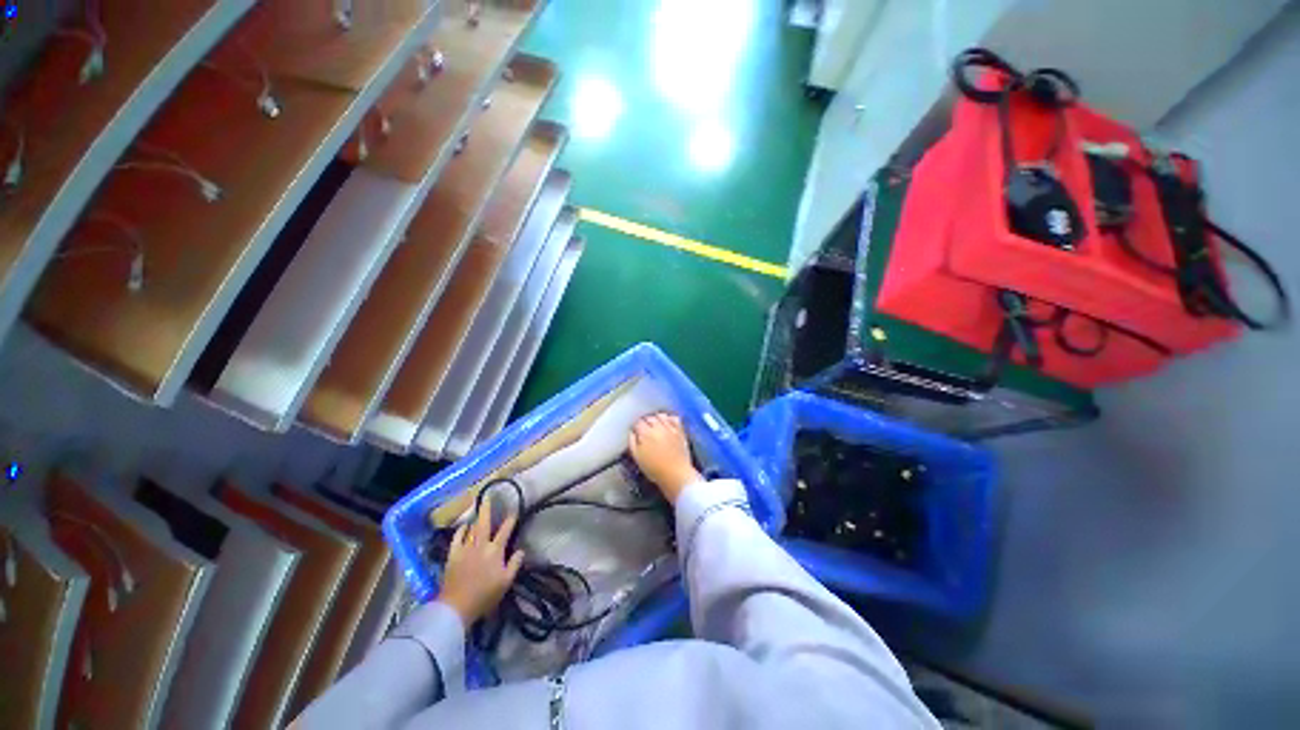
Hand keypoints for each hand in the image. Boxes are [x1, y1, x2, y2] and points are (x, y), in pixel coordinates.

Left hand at [437, 500, 524, 625]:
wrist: (456, 607)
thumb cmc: (485, 595)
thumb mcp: (506, 582)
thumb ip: (515, 564)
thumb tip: (521, 550)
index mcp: (495, 550)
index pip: (505, 530)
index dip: (510, 520)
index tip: (514, 511)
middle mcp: (480, 545)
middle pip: (484, 523)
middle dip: (487, 509)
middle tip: (488, 497)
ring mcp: (465, 549)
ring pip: (471, 529)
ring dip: (476, 519)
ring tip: (479, 510)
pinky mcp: (453, 555)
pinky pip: (457, 538)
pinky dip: (461, 530)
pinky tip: (464, 526)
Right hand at [629, 413, 701, 503]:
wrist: (676, 474)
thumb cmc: (654, 469)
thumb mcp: (637, 458)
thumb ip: (632, 442)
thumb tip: (632, 432)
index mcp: (645, 433)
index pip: (638, 422)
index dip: (636, 427)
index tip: (636, 432)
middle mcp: (658, 427)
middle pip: (649, 417)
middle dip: (645, 422)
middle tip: (644, 429)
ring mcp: (670, 428)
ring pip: (661, 415)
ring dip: (656, 418)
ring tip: (655, 425)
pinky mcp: (680, 431)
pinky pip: (674, 418)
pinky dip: (669, 418)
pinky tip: (667, 422)